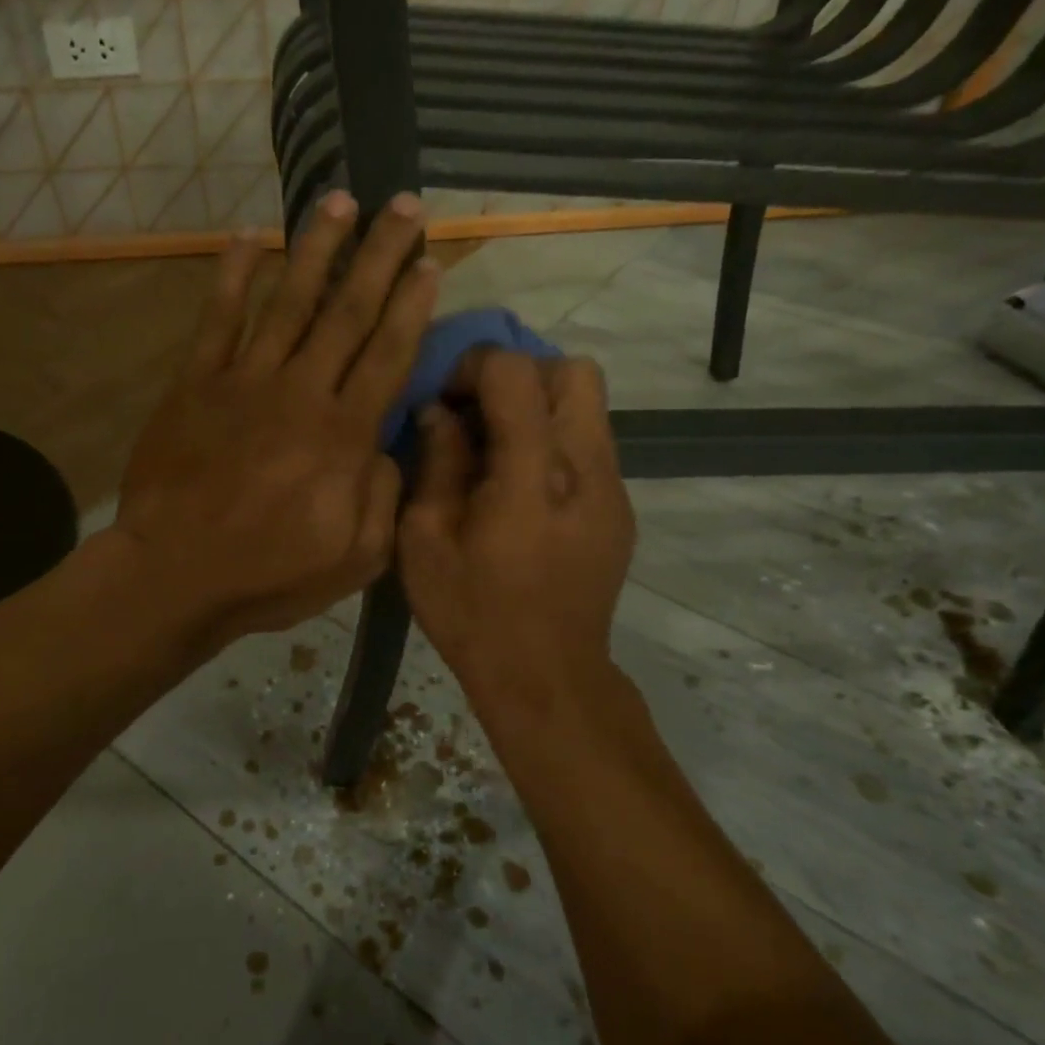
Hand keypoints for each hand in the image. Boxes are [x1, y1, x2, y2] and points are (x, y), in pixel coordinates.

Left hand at [111, 190, 437, 651]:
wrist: (173, 575)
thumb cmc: (267, 574)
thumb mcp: (354, 559)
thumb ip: (383, 496)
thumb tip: (386, 442)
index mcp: (342, 435)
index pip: (387, 354)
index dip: (412, 304)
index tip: (430, 261)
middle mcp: (299, 392)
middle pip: (348, 311)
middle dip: (379, 254)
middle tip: (403, 204)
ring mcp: (243, 380)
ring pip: (289, 300)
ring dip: (317, 247)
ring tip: (340, 200)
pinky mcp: (195, 383)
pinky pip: (218, 318)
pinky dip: (234, 275)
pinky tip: (249, 237)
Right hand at [397, 350, 634, 726]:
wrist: (546, 677)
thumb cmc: (472, 614)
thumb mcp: (425, 542)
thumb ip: (436, 464)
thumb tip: (439, 413)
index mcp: (533, 477)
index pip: (517, 373)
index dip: (473, 367)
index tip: (445, 402)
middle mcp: (586, 470)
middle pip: (573, 372)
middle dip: (519, 377)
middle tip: (478, 417)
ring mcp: (612, 489)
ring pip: (588, 404)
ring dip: (537, 408)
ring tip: (497, 452)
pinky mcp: (619, 509)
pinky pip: (590, 443)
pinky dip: (553, 441)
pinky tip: (522, 489)